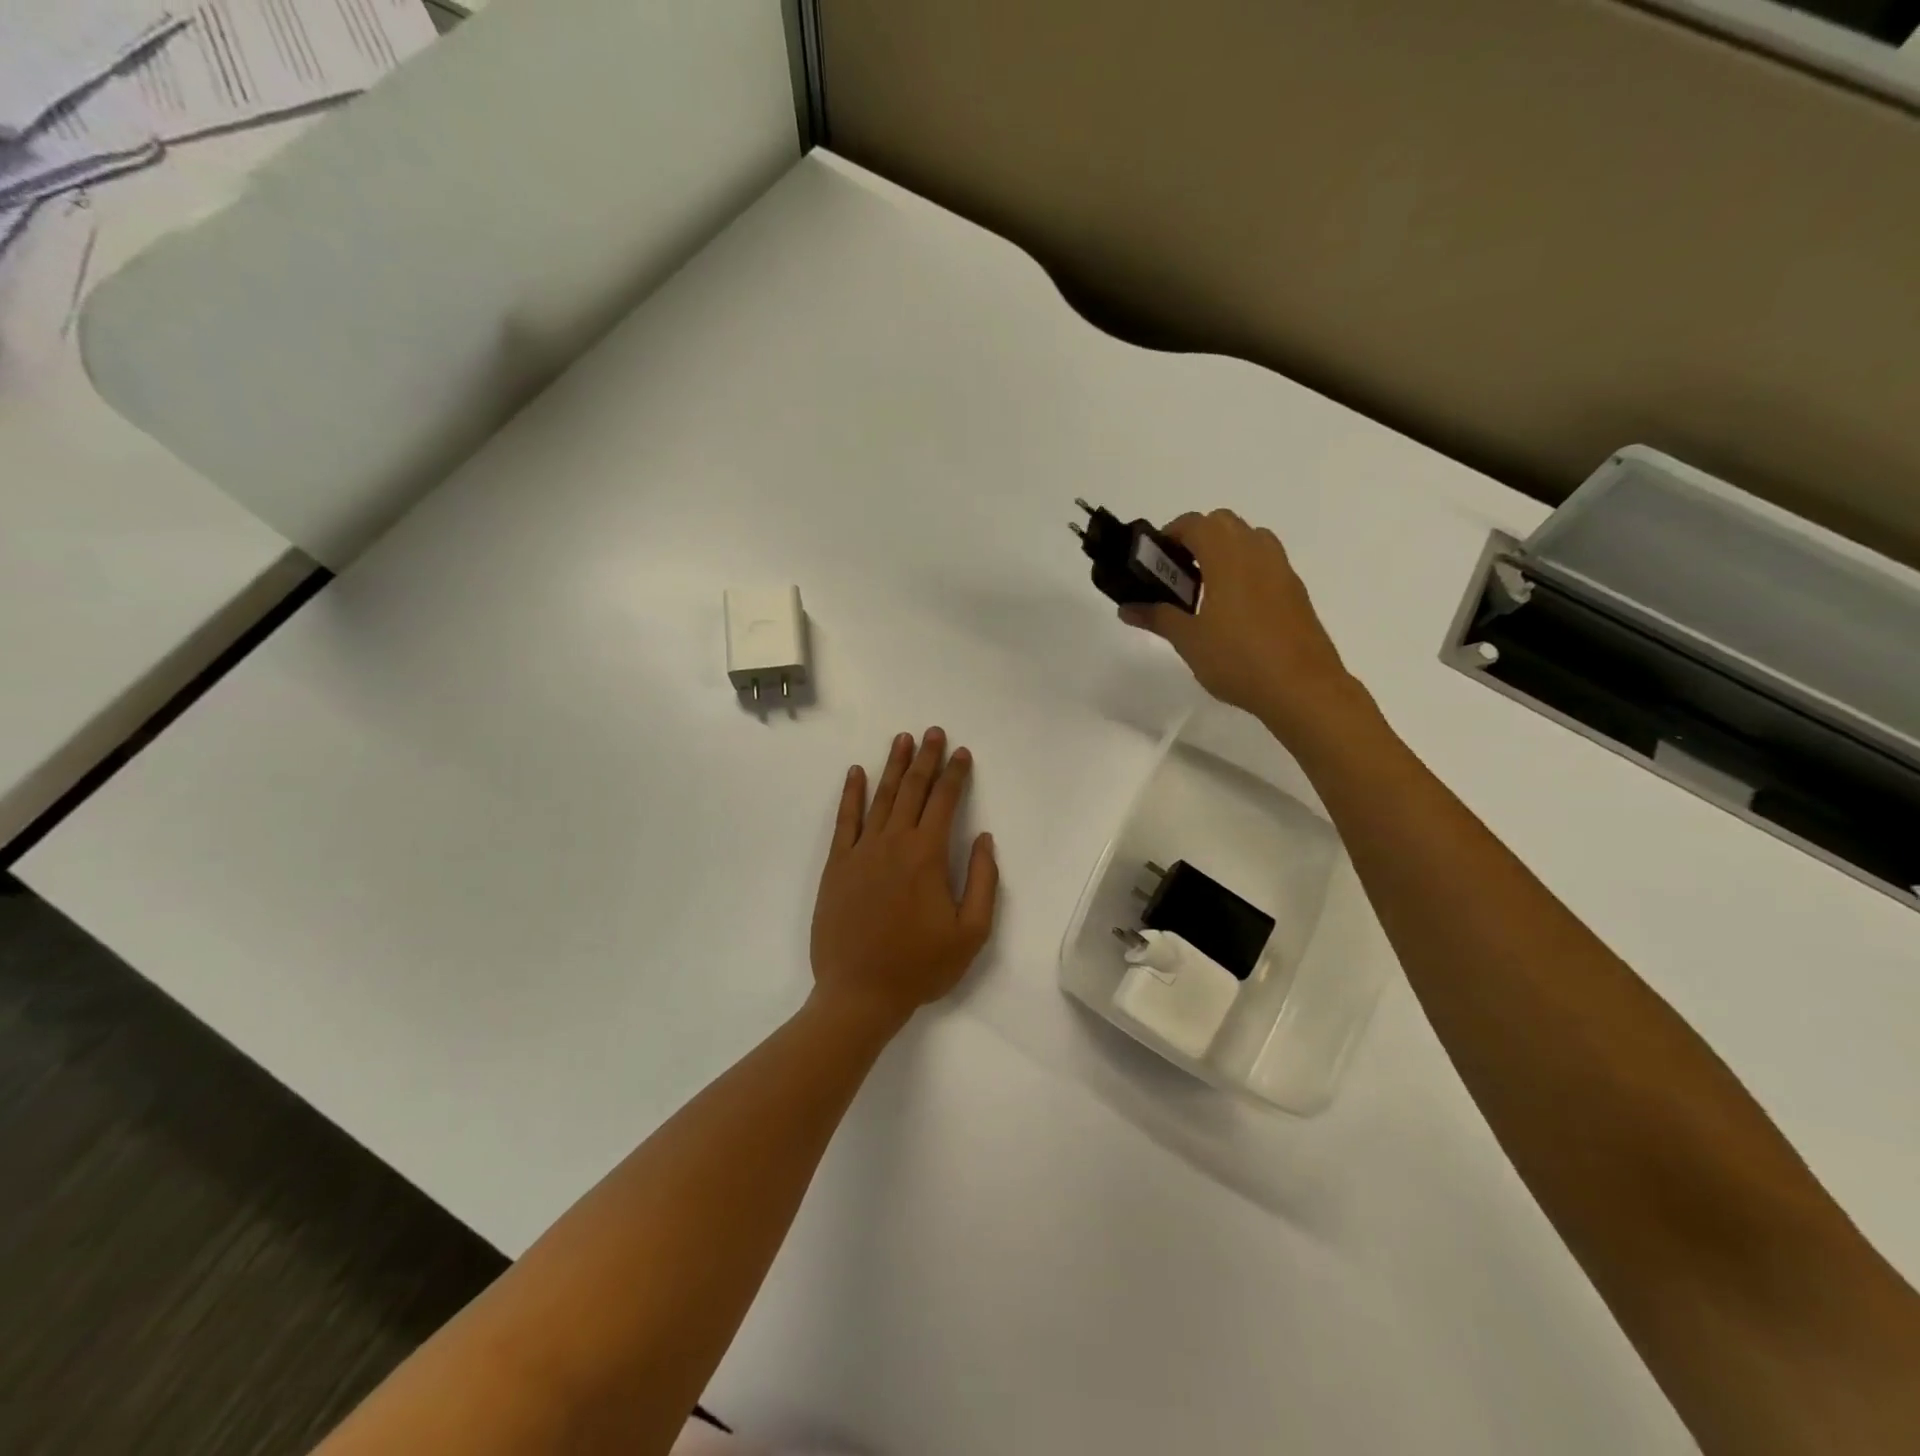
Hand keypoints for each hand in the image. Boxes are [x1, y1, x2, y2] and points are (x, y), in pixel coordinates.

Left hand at [810, 729, 998, 1031]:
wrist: (859, 992)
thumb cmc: (920, 966)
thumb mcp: (971, 933)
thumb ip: (982, 881)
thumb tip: (983, 838)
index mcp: (927, 856)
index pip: (945, 802)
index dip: (955, 775)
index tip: (963, 753)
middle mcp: (894, 842)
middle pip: (912, 790)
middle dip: (926, 759)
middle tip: (934, 732)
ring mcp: (861, 851)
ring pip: (880, 797)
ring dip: (893, 766)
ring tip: (902, 740)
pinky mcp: (837, 865)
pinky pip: (845, 820)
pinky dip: (851, 794)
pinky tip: (856, 773)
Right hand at [1121, 510, 1361, 738]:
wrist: (1302, 688)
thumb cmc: (1238, 659)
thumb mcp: (1188, 640)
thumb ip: (1157, 617)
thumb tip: (1126, 608)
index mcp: (1227, 556)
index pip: (1195, 523)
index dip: (1170, 534)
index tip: (1154, 561)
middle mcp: (1257, 552)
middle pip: (1223, 523)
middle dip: (1197, 538)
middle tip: (1177, 573)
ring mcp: (1281, 570)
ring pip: (1249, 539)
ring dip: (1224, 551)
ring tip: (1205, 589)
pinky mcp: (1295, 591)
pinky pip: (1265, 563)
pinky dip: (1245, 570)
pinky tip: (1233, 610)